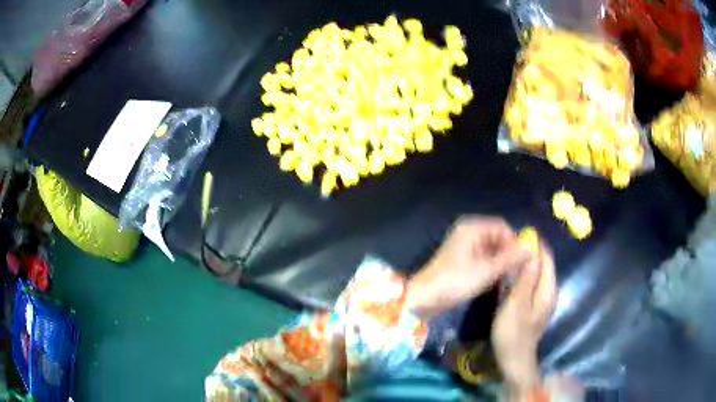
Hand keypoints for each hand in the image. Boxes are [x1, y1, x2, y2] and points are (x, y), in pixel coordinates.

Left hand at [405, 216, 530, 320]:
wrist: (424, 297)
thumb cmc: (455, 281)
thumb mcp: (486, 270)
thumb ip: (510, 259)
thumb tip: (532, 248)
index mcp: (472, 228)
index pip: (502, 227)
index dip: (514, 241)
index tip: (522, 259)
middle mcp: (468, 232)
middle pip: (497, 237)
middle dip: (508, 252)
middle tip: (517, 270)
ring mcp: (464, 246)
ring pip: (491, 249)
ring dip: (500, 261)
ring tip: (507, 277)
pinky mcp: (461, 259)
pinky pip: (483, 257)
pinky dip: (491, 266)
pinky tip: (495, 279)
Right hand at [491, 241, 556, 398]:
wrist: (514, 359)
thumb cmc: (513, 332)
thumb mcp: (517, 303)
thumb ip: (526, 277)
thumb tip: (532, 251)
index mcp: (548, 288)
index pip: (547, 258)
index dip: (536, 245)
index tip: (519, 235)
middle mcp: (549, 291)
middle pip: (544, 265)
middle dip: (530, 253)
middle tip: (510, 247)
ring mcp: (543, 300)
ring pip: (537, 274)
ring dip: (526, 265)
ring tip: (509, 258)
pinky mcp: (535, 307)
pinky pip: (532, 284)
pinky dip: (524, 277)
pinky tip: (511, 278)